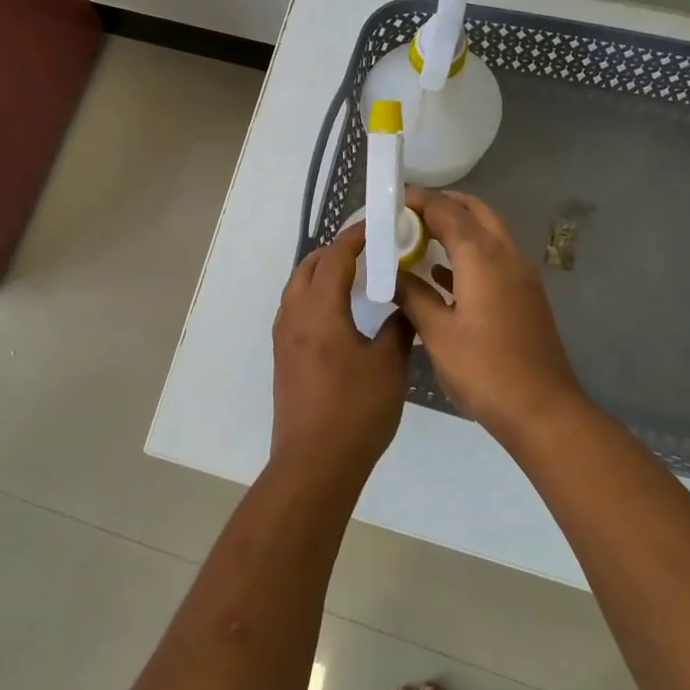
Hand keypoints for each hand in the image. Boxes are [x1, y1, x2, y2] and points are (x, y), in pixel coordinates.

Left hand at [270, 225, 412, 484]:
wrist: (314, 463)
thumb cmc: (355, 410)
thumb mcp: (389, 366)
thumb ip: (399, 328)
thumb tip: (406, 306)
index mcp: (319, 310)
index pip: (335, 257)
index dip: (355, 237)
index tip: (378, 226)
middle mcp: (294, 315)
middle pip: (309, 266)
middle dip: (336, 251)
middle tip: (369, 249)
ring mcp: (284, 336)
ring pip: (298, 287)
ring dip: (322, 272)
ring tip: (355, 276)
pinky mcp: (283, 356)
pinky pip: (295, 308)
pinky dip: (315, 295)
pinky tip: (339, 311)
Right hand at [398, 188, 583, 439]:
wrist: (542, 409)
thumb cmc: (484, 369)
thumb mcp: (437, 333)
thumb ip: (413, 296)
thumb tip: (392, 274)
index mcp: (482, 257)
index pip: (448, 211)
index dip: (420, 200)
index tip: (393, 198)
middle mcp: (506, 255)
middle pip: (476, 212)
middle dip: (445, 204)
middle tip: (410, 212)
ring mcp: (521, 274)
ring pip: (489, 232)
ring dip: (459, 226)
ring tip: (421, 237)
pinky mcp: (525, 294)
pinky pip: (495, 257)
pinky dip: (470, 252)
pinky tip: (442, 274)